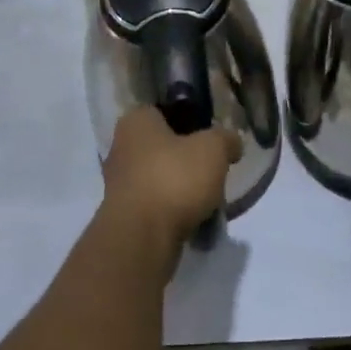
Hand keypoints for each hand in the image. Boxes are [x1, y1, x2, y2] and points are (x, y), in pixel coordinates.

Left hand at [99, 107, 242, 259]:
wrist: (142, 239)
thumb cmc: (174, 179)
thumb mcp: (214, 149)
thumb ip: (226, 139)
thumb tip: (232, 143)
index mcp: (136, 121)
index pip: (163, 111)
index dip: (189, 120)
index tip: (209, 136)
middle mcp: (120, 147)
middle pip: (162, 146)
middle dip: (186, 158)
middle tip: (212, 169)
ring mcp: (118, 183)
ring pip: (159, 177)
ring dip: (181, 187)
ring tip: (207, 199)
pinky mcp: (123, 215)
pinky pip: (155, 204)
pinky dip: (172, 211)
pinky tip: (194, 220)